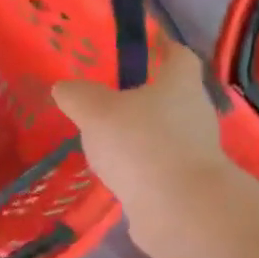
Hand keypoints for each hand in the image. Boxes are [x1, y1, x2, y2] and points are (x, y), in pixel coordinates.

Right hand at [52, 43, 235, 257]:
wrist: (178, 210)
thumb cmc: (141, 144)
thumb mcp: (96, 112)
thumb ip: (78, 96)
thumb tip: (64, 87)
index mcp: (179, 84)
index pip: (178, 54)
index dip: (160, 47)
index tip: (140, 47)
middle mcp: (194, 113)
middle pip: (170, 95)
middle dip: (143, 95)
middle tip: (107, 95)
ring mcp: (193, 151)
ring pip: (163, 133)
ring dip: (139, 134)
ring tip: (103, 137)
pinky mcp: (185, 184)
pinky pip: (157, 166)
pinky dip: (138, 166)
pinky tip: (112, 172)